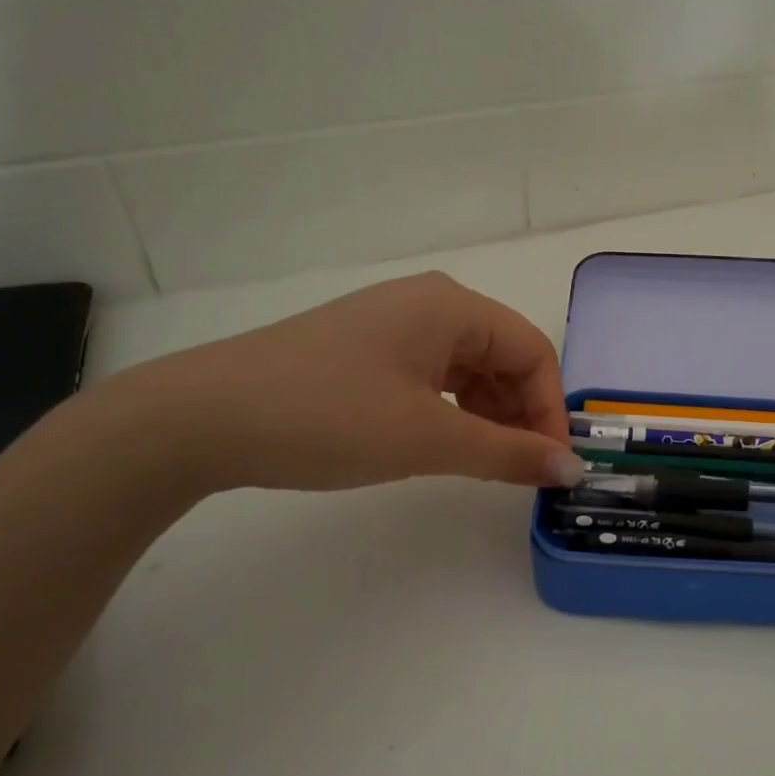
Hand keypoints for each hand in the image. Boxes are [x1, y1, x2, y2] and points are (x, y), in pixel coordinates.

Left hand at [103, 272, 586, 494]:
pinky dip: (452, 412)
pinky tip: (443, 443)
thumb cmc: (329, 417)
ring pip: (468, 370)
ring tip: (484, 464)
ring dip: (489, 416)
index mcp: (451, 306)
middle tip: (520, 471)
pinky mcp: (364, 352)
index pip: (532, 352)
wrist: (202, 418)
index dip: (550, 410)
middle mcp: (427, 304)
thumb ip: (509, 455)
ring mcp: (391, 326)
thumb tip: (571, 470)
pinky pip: (432, 377)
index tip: (551, 467)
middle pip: (503, 357)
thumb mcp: (429, 439)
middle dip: (521, 414)